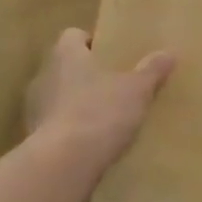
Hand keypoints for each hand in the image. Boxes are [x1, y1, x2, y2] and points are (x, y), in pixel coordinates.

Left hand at [24, 28, 175, 174]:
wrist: (62, 166)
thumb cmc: (99, 113)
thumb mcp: (136, 90)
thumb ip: (151, 70)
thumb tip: (168, 53)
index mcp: (66, 54)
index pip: (73, 36)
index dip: (91, 42)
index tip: (112, 54)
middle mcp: (45, 75)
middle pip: (65, 66)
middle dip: (86, 74)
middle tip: (114, 84)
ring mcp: (35, 109)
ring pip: (58, 97)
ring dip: (76, 104)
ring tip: (104, 117)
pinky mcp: (33, 139)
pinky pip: (55, 126)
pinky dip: (70, 131)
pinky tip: (91, 144)